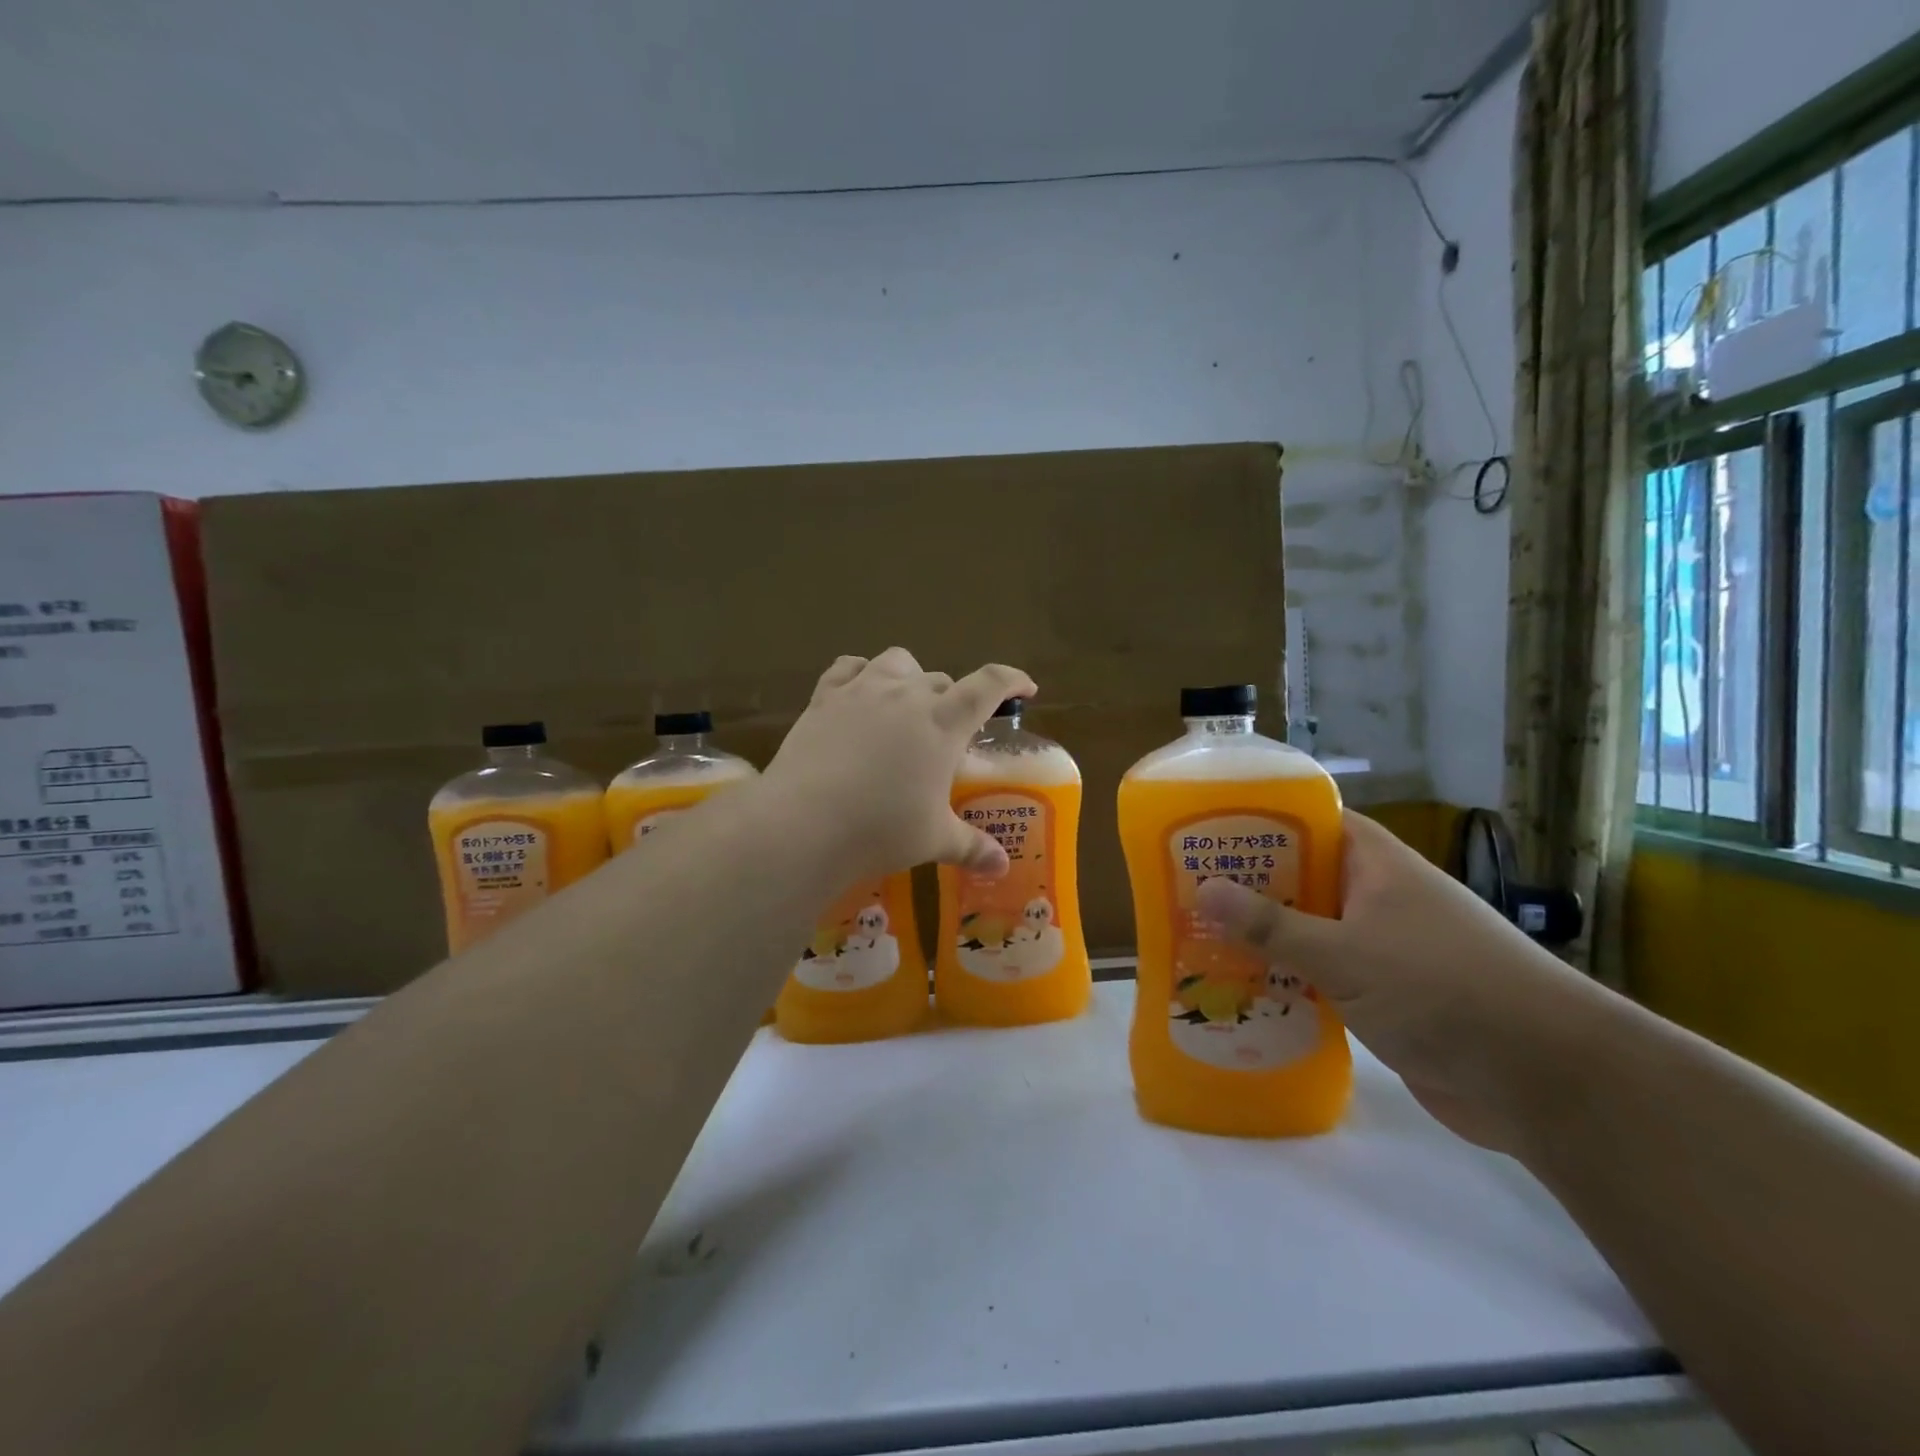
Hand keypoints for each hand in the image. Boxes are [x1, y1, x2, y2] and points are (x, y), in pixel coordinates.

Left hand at [761, 648, 1036, 884]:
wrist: (804, 822)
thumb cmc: (881, 829)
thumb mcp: (933, 840)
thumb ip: (971, 847)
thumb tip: (1001, 867)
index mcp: (944, 722)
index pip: (989, 685)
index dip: (1012, 680)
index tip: (1024, 688)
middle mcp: (907, 695)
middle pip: (942, 680)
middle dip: (954, 700)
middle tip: (949, 734)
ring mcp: (863, 690)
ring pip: (898, 662)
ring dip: (911, 678)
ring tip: (906, 705)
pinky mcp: (824, 697)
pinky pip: (848, 667)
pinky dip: (861, 673)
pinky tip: (859, 693)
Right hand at [1195, 811, 1604, 1150]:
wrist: (1544, 1081)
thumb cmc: (1442, 989)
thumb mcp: (1346, 953)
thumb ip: (1272, 925)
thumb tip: (1202, 888)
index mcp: (1375, 865)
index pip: (1309, 822)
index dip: (1258, 821)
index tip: (1203, 831)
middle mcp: (1376, 897)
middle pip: (1300, 877)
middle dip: (1246, 885)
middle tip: (1182, 889)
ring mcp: (1381, 948)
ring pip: (1307, 930)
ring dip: (1261, 938)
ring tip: (1196, 937)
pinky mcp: (1383, 997)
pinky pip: (1321, 975)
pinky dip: (1285, 979)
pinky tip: (1239, 989)